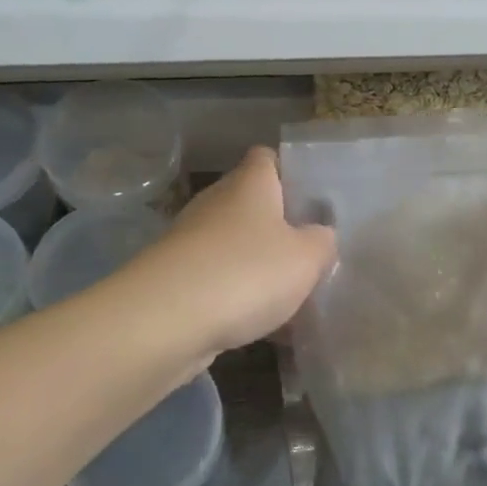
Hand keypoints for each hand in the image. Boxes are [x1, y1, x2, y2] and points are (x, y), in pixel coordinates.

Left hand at [133, 147, 335, 357]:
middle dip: (279, 228)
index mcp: (249, 184)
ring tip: (292, 296)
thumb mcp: (306, 258)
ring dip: (259, 268)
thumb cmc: (246, 272)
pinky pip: (218, 281)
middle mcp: (216, 203)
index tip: (313, 199)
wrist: (164, 321)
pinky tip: (263, 327)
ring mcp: (191, 241)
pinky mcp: (175, 279)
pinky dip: (238, 298)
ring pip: (235, 247)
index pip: (268, 158)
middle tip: (311, 254)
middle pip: (252, 205)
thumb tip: (320, 236)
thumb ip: (322, 242)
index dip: (291, 172)